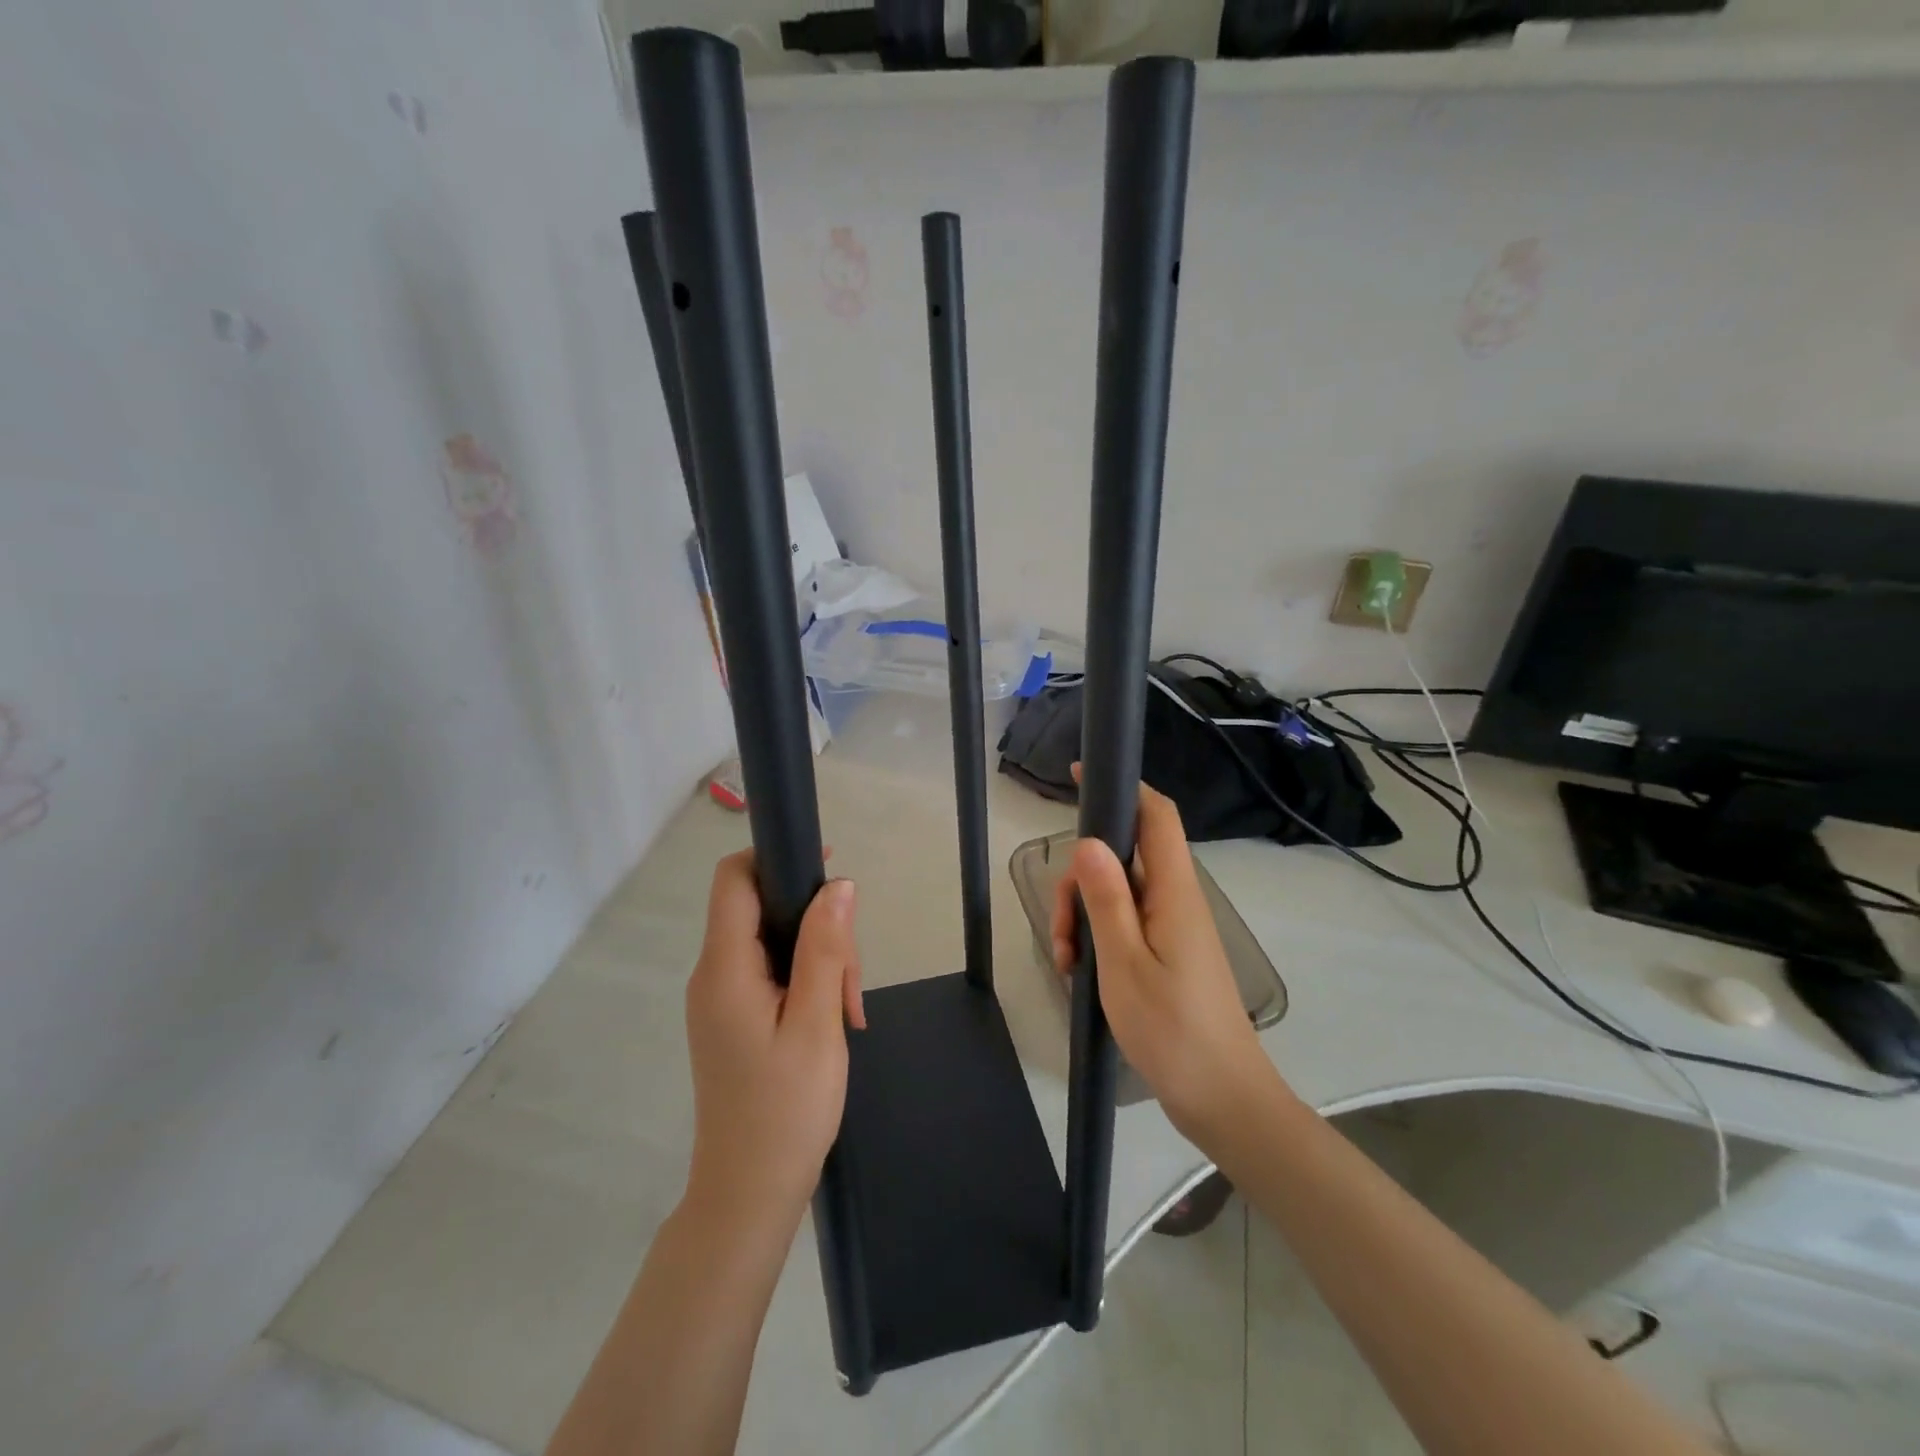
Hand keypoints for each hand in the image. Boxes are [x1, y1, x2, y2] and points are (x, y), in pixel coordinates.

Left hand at [684, 851, 865, 1238]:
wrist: (749, 1195)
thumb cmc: (786, 1110)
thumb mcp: (817, 1024)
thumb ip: (825, 949)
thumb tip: (838, 885)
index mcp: (724, 969)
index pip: (734, 879)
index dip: (776, 858)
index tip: (826, 869)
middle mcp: (713, 975)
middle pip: (761, 909)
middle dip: (815, 924)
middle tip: (853, 979)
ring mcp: (721, 998)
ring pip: (773, 941)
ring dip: (818, 958)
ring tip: (848, 1010)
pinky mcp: (734, 1018)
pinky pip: (771, 972)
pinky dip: (807, 981)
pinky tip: (834, 1017)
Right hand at [1052, 778, 1277, 1140]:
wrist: (1223, 1099)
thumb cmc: (1173, 1030)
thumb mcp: (1125, 964)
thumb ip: (1107, 899)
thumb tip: (1090, 840)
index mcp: (1174, 892)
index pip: (1156, 816)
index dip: (1124, 789)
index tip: (1081, 778)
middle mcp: (1176, 900)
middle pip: (1123, 857)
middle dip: (1081, 880)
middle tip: (1063, 929)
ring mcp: (1171, 928)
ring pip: (1117, 893)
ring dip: (1084, 916)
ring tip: (1069, 962)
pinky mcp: (1166, 953)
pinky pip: (1125, 924)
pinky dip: (1098, 938)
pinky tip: (1081, 974)